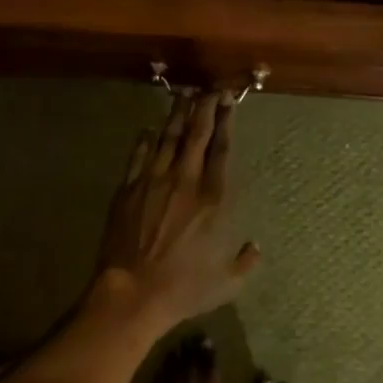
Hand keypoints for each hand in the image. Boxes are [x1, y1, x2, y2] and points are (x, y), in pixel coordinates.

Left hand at [94, 92, 260, 328]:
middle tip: (208, 88)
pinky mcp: (127, 190)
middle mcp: (185, 181)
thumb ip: (244, 262)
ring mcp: (153, 182)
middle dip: (203, 107)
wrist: (132, 294)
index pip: (221, 149)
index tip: (228, 101)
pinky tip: (149, 129)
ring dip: (177, 115)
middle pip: (195, 134)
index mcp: (213, 199)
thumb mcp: (226, 283)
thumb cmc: (183, 288)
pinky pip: (138, 157)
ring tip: (183, 96)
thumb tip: (254, 248)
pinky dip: (144, 141)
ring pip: (167, 138)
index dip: (225, 122)